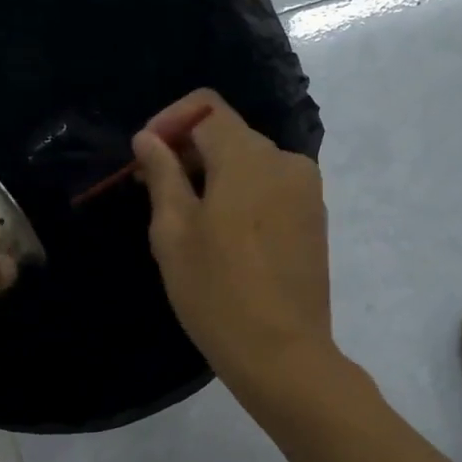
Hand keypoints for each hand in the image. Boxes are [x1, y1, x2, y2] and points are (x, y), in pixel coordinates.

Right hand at [133, 90, 336, 397]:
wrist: (282, 353)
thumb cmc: (217, 292)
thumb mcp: (174, 232)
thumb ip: (162, 174)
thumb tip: (150, 138)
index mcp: (249, 156)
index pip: (206, 107)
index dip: (169, 122)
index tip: (146, 157)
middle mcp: (286, 161)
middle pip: (229, 135)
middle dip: (188, 152)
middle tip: (153, 191)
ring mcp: (307, 191)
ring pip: (250, 163)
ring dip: (214, 176)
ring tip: (186, 220)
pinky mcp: (315, 219)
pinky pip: (271, 189)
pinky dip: (242, 196)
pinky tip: (224, 237)